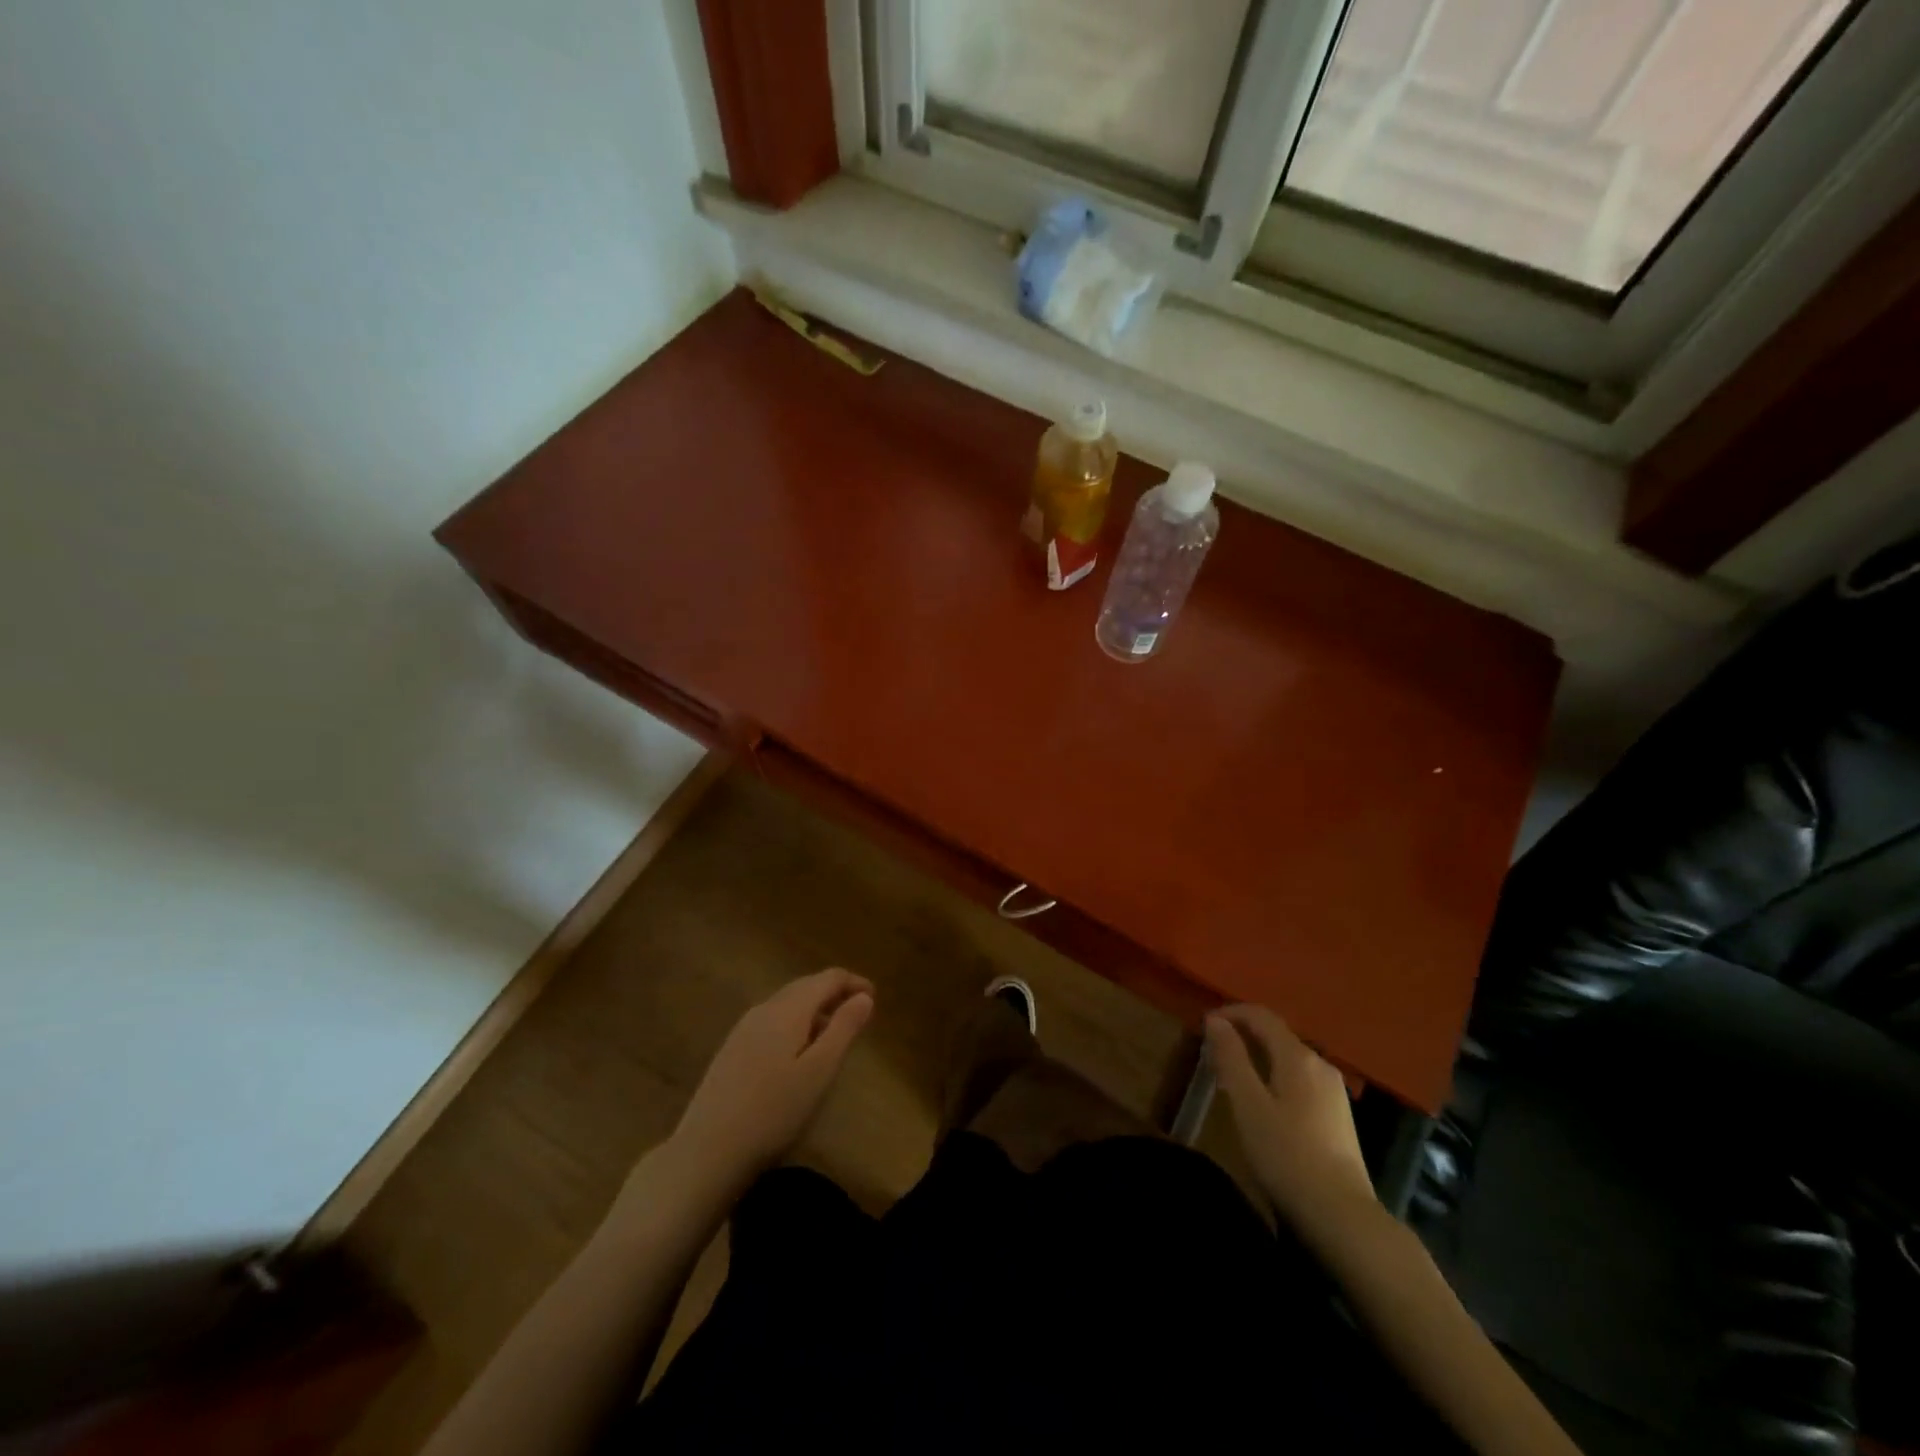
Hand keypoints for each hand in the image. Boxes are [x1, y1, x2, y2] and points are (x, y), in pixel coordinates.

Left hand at [669, 968, 873, 1192]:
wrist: (707, 1152)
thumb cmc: (773, 1112)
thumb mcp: (820, 1072)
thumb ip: (844, 1028)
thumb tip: (864, 996)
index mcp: (788, 1009)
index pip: (827, 978)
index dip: (854, 983)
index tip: (875, 999)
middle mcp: (764, 1009)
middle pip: (805, 987)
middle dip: (834, 994)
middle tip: (859, 1014)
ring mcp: (743, 1029)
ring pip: (787, 1004)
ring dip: (814, 1010)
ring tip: (833, 1035)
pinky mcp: (731, 1050)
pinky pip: (772, 1022)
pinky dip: (795, 1024)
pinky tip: (798, 1054)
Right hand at [1205, 1004, 1376, 1235]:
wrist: (1343, 1216)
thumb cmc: (1286, 1155)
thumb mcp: (1247, 1104)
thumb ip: (1231, 1058)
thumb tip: (1215, 1021)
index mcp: (1298, 1056)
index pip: (1261, 1015)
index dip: (1230, 1013)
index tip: (1203, 1025)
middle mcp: (1320, 1064)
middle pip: (1276, 1034)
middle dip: (1243, 1034)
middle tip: (1212, 1052)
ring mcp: (1334, 1090)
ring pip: (1289, 1058)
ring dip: (1258, 1056)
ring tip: (1232, 1076)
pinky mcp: (1338, 1115)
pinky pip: (1300, 1078)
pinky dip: (1275, 1075)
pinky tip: (1263, 1101)